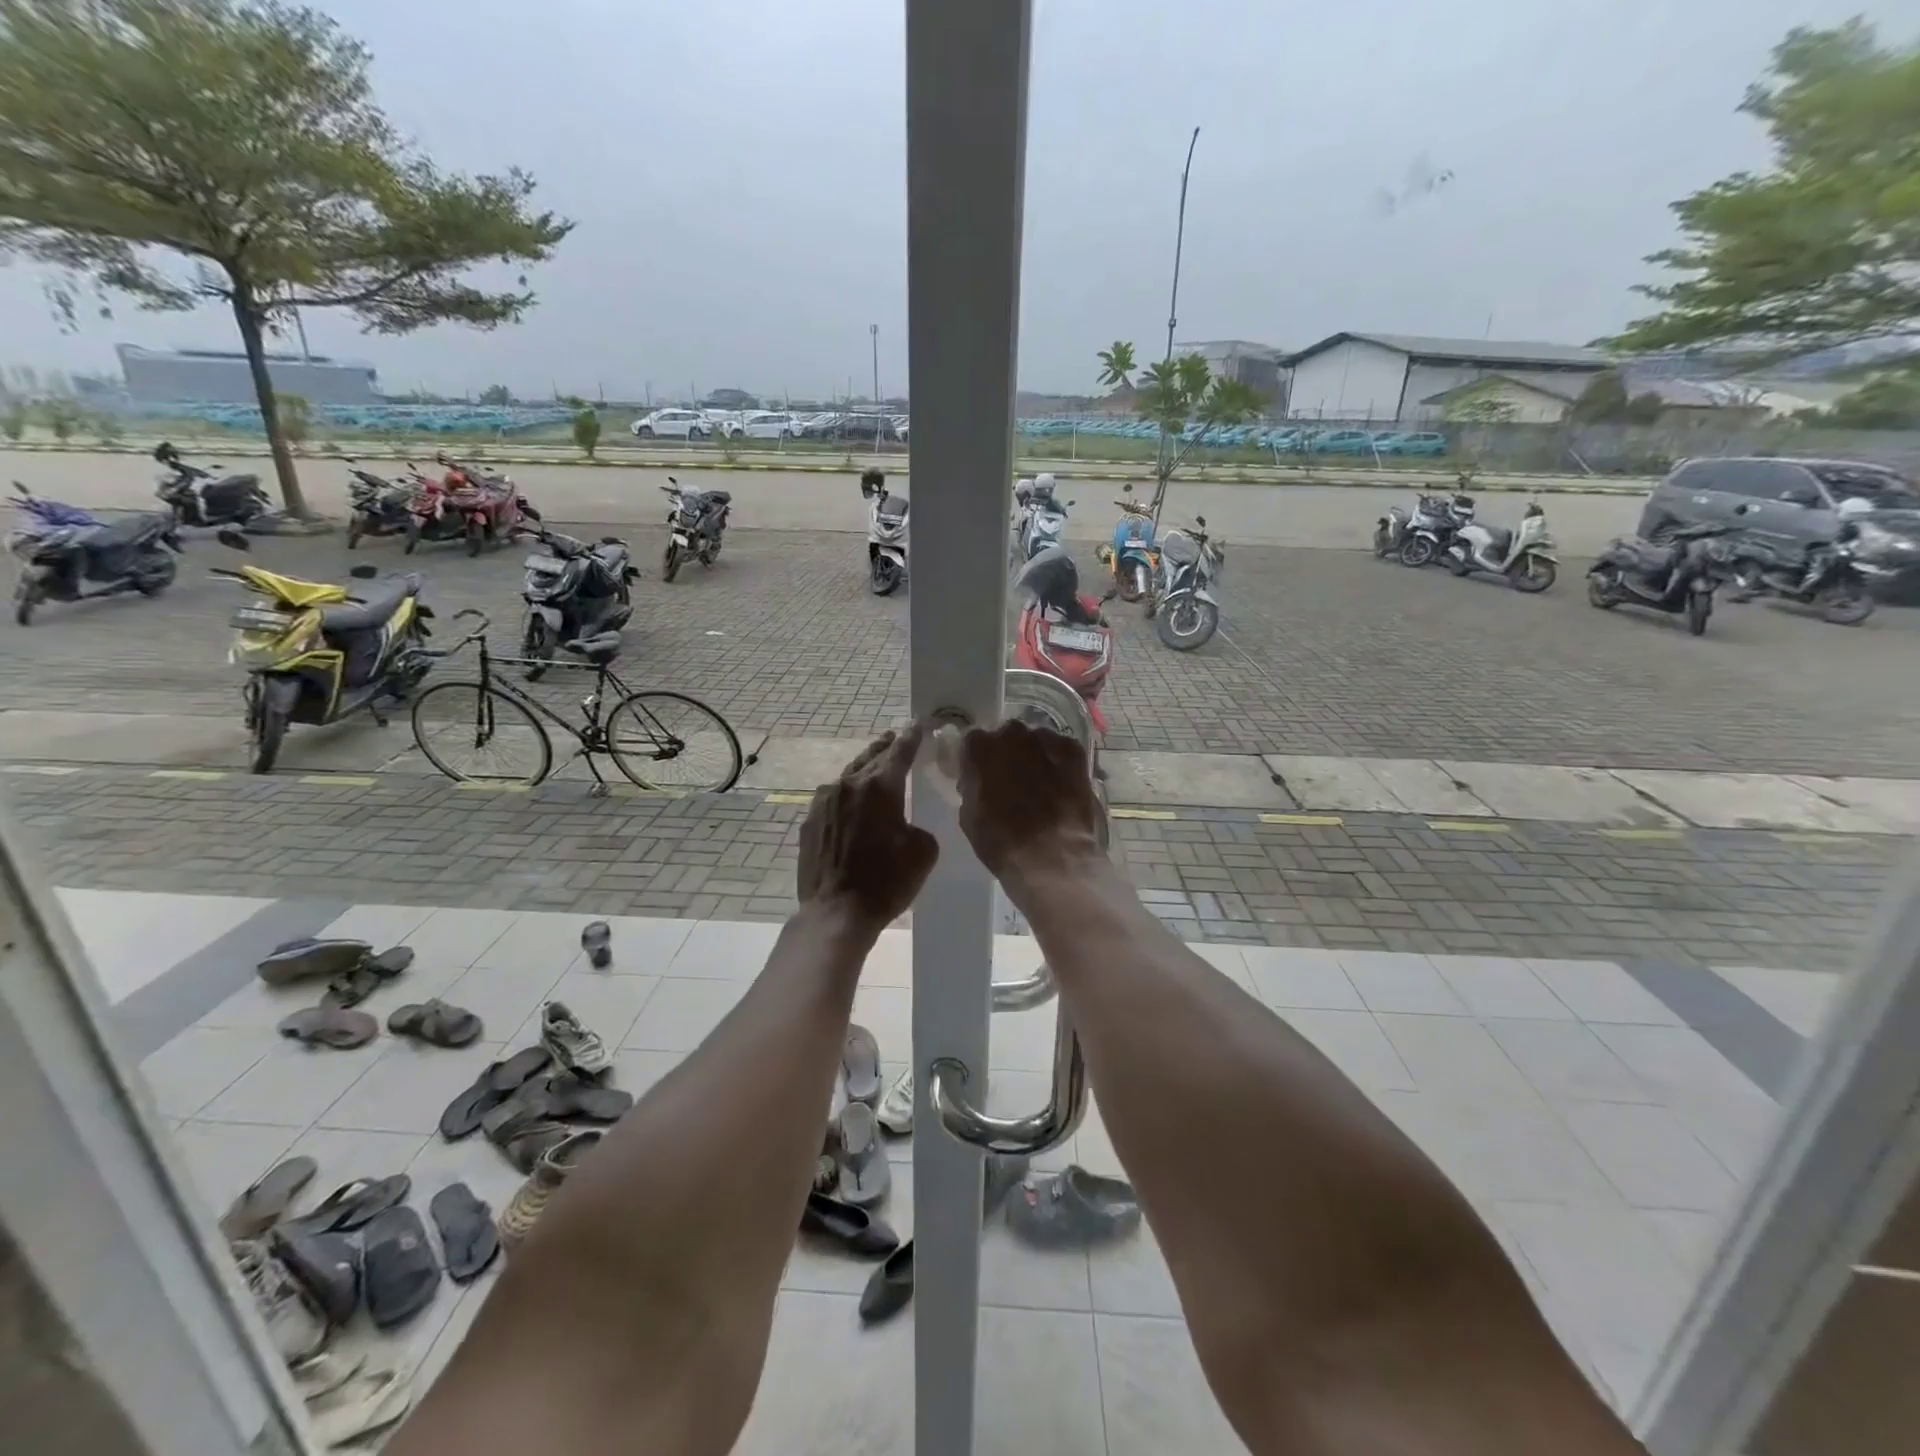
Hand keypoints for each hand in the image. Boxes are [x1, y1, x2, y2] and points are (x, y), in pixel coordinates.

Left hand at [797, 727, 937, 929]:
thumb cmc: (886, 881)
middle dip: (886, 747)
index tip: (918, 725)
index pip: (900, 752)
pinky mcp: (810, 822)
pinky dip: (846, 796)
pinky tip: (851, 804)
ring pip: (848, 776)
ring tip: (874, 767)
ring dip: (864, 770)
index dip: (912, 737)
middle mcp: (849, 785)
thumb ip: (919, 826)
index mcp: (880, 786)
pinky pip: (833, 799)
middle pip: (871, 757)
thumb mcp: (923, 852)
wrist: (836, 912)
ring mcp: (824, 802)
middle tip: (896, 738)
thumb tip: (906, 826)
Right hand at [956, 720, 1102, 892]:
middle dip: (1007, 754)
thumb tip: (979, 782)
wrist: (1052, 855)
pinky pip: (1061, 750)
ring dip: (1035, 756)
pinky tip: (1061, 785)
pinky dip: (1059, 762)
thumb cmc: (1002, 842)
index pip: (973, 743)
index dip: (977, 761)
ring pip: (1036, 741)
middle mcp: (1012, 735)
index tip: (981, 777)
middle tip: (1012, 781)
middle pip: (1006, 738)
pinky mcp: (1074, 751)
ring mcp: (1046, 740)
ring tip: (1041, 785)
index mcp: (981, 749)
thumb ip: (972, 788)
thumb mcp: (969, 817)